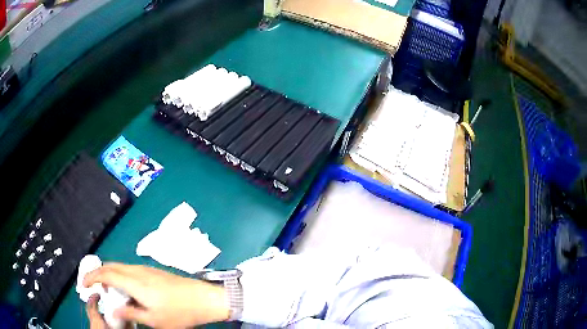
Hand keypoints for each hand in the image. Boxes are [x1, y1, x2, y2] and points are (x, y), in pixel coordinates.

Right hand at [84, 263, 229, 328]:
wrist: (204, 298)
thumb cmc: (179, 313)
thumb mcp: (154, 320)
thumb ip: (131, 313)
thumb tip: (113, 311)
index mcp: (135, 282)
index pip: (105, 273)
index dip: (91, 276)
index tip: (83, 284)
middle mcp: (137, 271)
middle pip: (110, 266)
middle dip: (98, 274)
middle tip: (94, 288)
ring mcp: (146, 269)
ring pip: (120, 267)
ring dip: (109, 275)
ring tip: (108, 291)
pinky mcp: (153, 271)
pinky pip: (129, 270)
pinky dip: (120, 276)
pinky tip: (125, 290)